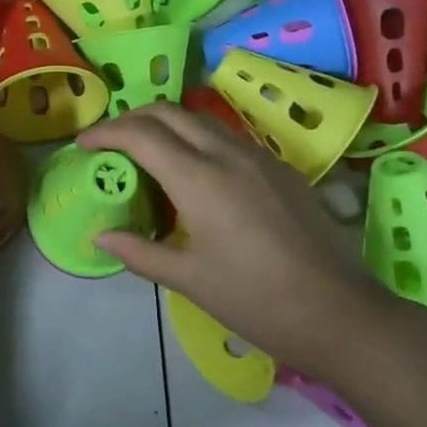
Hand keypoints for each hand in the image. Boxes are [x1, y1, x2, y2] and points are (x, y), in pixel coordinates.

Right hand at [78, 103, 399, 383]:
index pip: (140, 134)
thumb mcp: (189, 280)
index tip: (83, 145)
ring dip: (166, 125)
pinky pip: (227, 137)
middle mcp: (227, 154)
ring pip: (200, 120)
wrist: (343, 315)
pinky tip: (194, 173)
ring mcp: (259, 157)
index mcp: (199, 178)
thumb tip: (100, 237)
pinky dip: (196, 139)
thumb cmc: (258, 300)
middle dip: (132, 118)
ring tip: (147, 153)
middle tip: (110, 142)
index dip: (106, 133)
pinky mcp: (281, 168)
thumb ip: (139, 252)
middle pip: (169, 111)